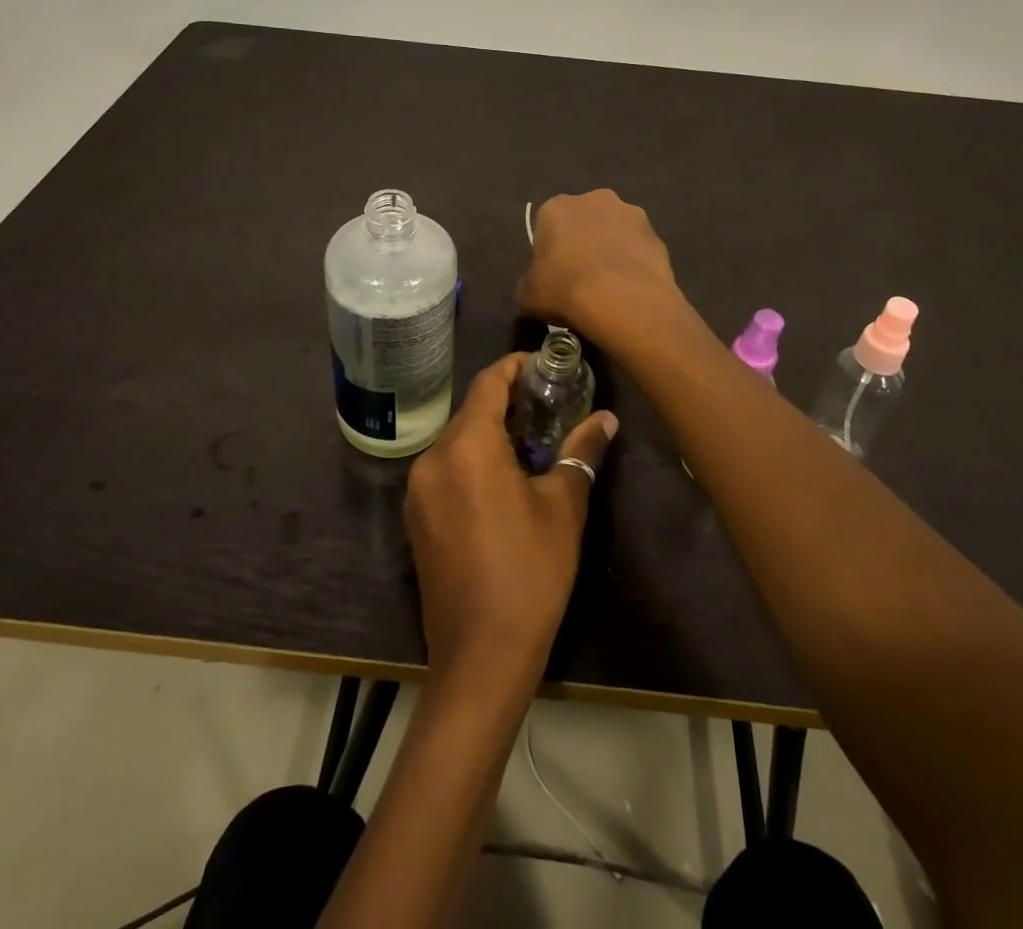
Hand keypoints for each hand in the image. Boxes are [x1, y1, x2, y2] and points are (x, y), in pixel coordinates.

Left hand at [406, 354, 617, 684]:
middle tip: (548, 405)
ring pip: (456, 441)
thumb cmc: (530, 572)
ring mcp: (418, 490)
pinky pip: (445, 470)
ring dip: (489, 433)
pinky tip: (501, 480)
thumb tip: (607, 420)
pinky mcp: (415, 518)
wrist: (480, 655)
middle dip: (507, 402)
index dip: (515, 367)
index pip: (488, 383)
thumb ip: (582, 452)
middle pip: (470, 411)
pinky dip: (471, 460)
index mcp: (467, 446)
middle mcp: (433, 458)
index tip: (544, 366)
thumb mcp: (564, 507)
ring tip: (531, 441)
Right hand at [517, 189, 680, 336]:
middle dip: (584, 242)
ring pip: (615, 231)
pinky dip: (635, 263)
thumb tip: (535, 287)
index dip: (550, 251)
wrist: (623, 300)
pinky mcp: (657, 234)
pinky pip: (639, 248)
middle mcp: (594, 199)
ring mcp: (631, 213)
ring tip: (611, 286)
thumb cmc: (565, 290)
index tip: (554, 275)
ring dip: (612, 249)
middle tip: (582, 278)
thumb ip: (529, 284)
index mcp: (556, 207)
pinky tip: (631, 289)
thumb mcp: (528, 295)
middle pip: (584, 221)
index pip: (547, 225)